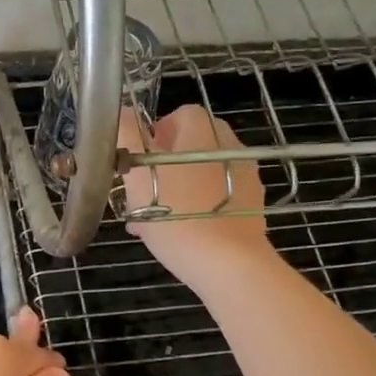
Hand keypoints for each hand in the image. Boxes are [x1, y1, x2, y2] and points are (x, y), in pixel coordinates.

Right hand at [120, 104, 276, 286]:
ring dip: (180, 187)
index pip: (181, 115)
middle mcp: (230, 147)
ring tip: (156, 220)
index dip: (156, 134)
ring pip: (204, 173)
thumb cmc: (177, 216)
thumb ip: (127, 135)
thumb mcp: (137, 174)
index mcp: (203, 132)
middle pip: (193, 144)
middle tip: (143, 193)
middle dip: (165, 164)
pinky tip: (183, 233)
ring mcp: (247, 177)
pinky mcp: (253, 206)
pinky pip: (219, 196)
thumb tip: (122, 110)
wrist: (229, 264)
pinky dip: (200, 206)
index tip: (139, 161)